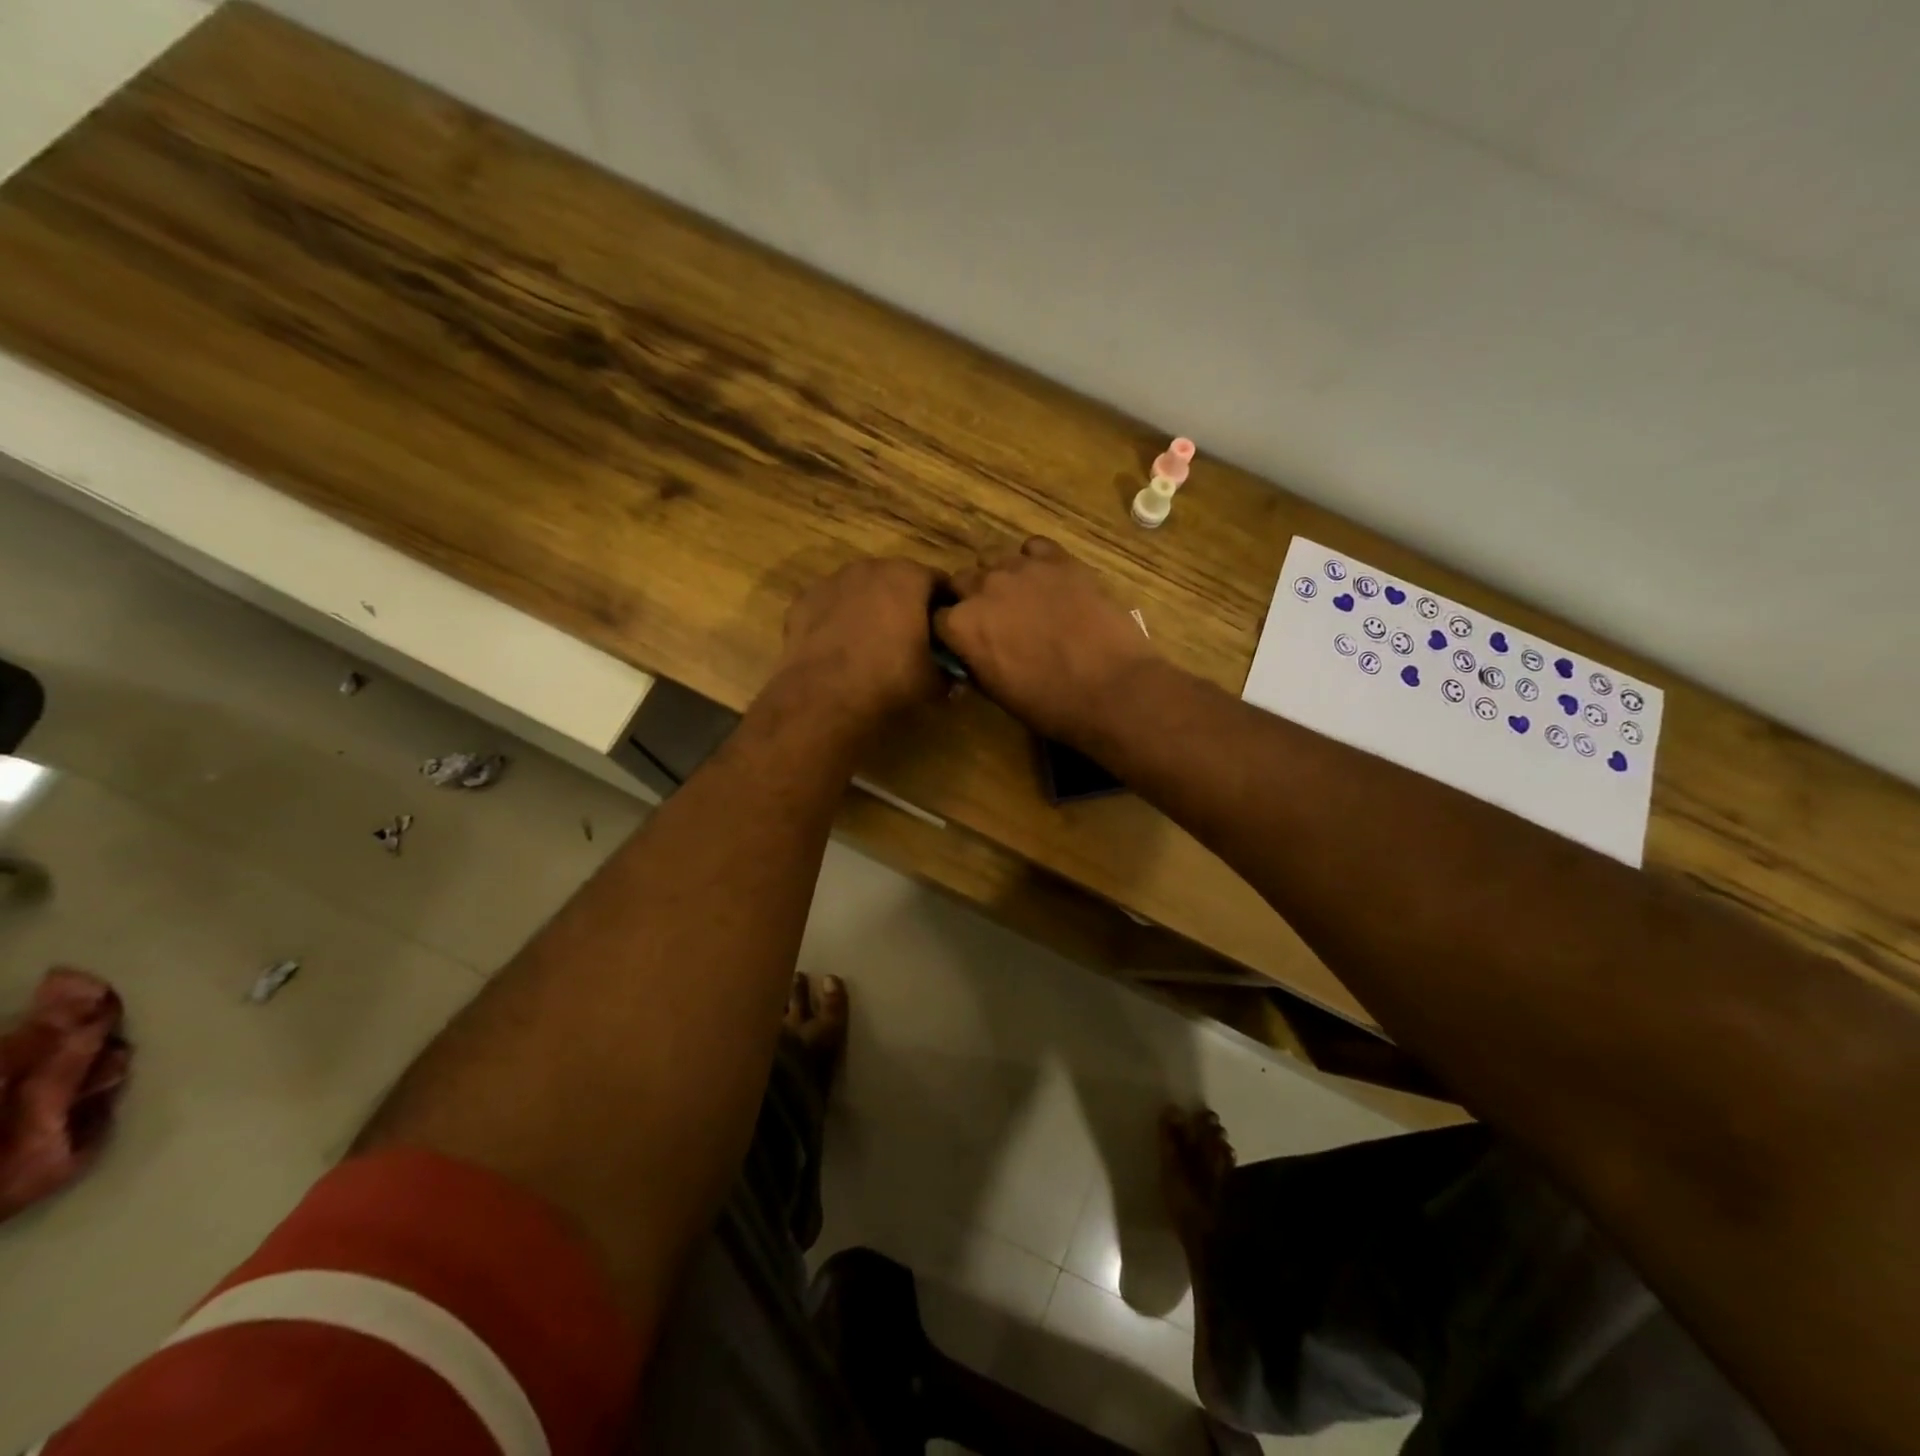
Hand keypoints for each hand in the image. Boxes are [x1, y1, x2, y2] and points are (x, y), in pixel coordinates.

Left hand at [775, 556, 945, 733]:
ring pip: (861, 590)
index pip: (940, 583)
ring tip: (871, 644)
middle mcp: (871, 567)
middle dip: (905, 604)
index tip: (946, 632)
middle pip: (897, 580)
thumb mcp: (934, 682)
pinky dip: (837, 620)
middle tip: (910, 638)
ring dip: (869, 608)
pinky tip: (839, 648)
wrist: (824, 697)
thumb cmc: (890, 680)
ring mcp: (832, 581)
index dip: (945, 608)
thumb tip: (953, 676)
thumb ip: (948, 671)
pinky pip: (831, 606)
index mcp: (909, 577)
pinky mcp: (803, 600)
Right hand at [936, 538, 1159, 747]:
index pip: (938, 617)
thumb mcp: (998, 693)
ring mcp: (1021, 568)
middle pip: (962, 581)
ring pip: (993, 558)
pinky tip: (1047, 580)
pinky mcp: (1058, 559)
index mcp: (961, 626)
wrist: (1111, 688)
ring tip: (1021, 596)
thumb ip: (975, 663)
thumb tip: (970, 653)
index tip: (966, 641)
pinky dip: (1034, 561)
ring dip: (999, 576)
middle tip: (995, 619)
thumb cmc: (1051, 705)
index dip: (952, 630)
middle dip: (970, 598)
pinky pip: (1034, 548)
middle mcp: (983, 588)